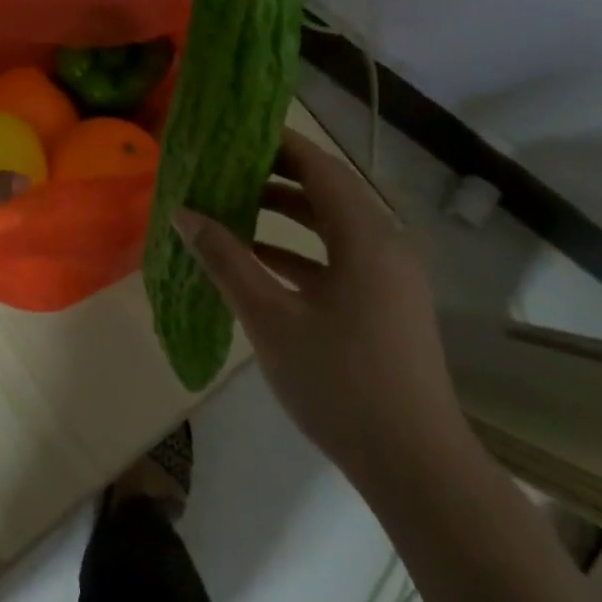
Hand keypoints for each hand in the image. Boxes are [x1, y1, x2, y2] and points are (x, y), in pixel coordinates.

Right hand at [177, 129, 465, 487]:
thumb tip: (183, 213)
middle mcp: (384, 244)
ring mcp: (390, 276)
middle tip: (225, 167)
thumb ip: (226, 260)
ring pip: (333, 224)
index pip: (318, 165)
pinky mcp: (387, 304)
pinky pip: (340, 256)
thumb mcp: (270, 319)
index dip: (278, 143)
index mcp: (365, 236)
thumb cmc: (340, 383)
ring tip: (234, 205)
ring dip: (286, 212)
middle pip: (327, 189)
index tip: (234, 132)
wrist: (417, 468)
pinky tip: (260, 261)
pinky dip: (301, 250)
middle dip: (275, 175)